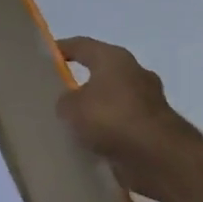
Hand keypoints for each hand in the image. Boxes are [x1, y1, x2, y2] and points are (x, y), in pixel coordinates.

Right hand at [55, 36, 202, 199]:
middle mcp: (135, 73)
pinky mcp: (156, 127)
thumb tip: (70, 103)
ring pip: (113, 99)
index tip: (45, 56)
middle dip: (81, 81)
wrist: (157, 156)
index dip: (62, 48)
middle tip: (58, 93)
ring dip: (97, 108)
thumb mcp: (70, 107)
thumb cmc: (110, 118)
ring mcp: (149, 100)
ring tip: (73, 123)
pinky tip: (92, 142)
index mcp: (114, 59)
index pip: (82, 45)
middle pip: (101, 71)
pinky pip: (123, 123)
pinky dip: (109, 130)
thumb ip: (65, 101)